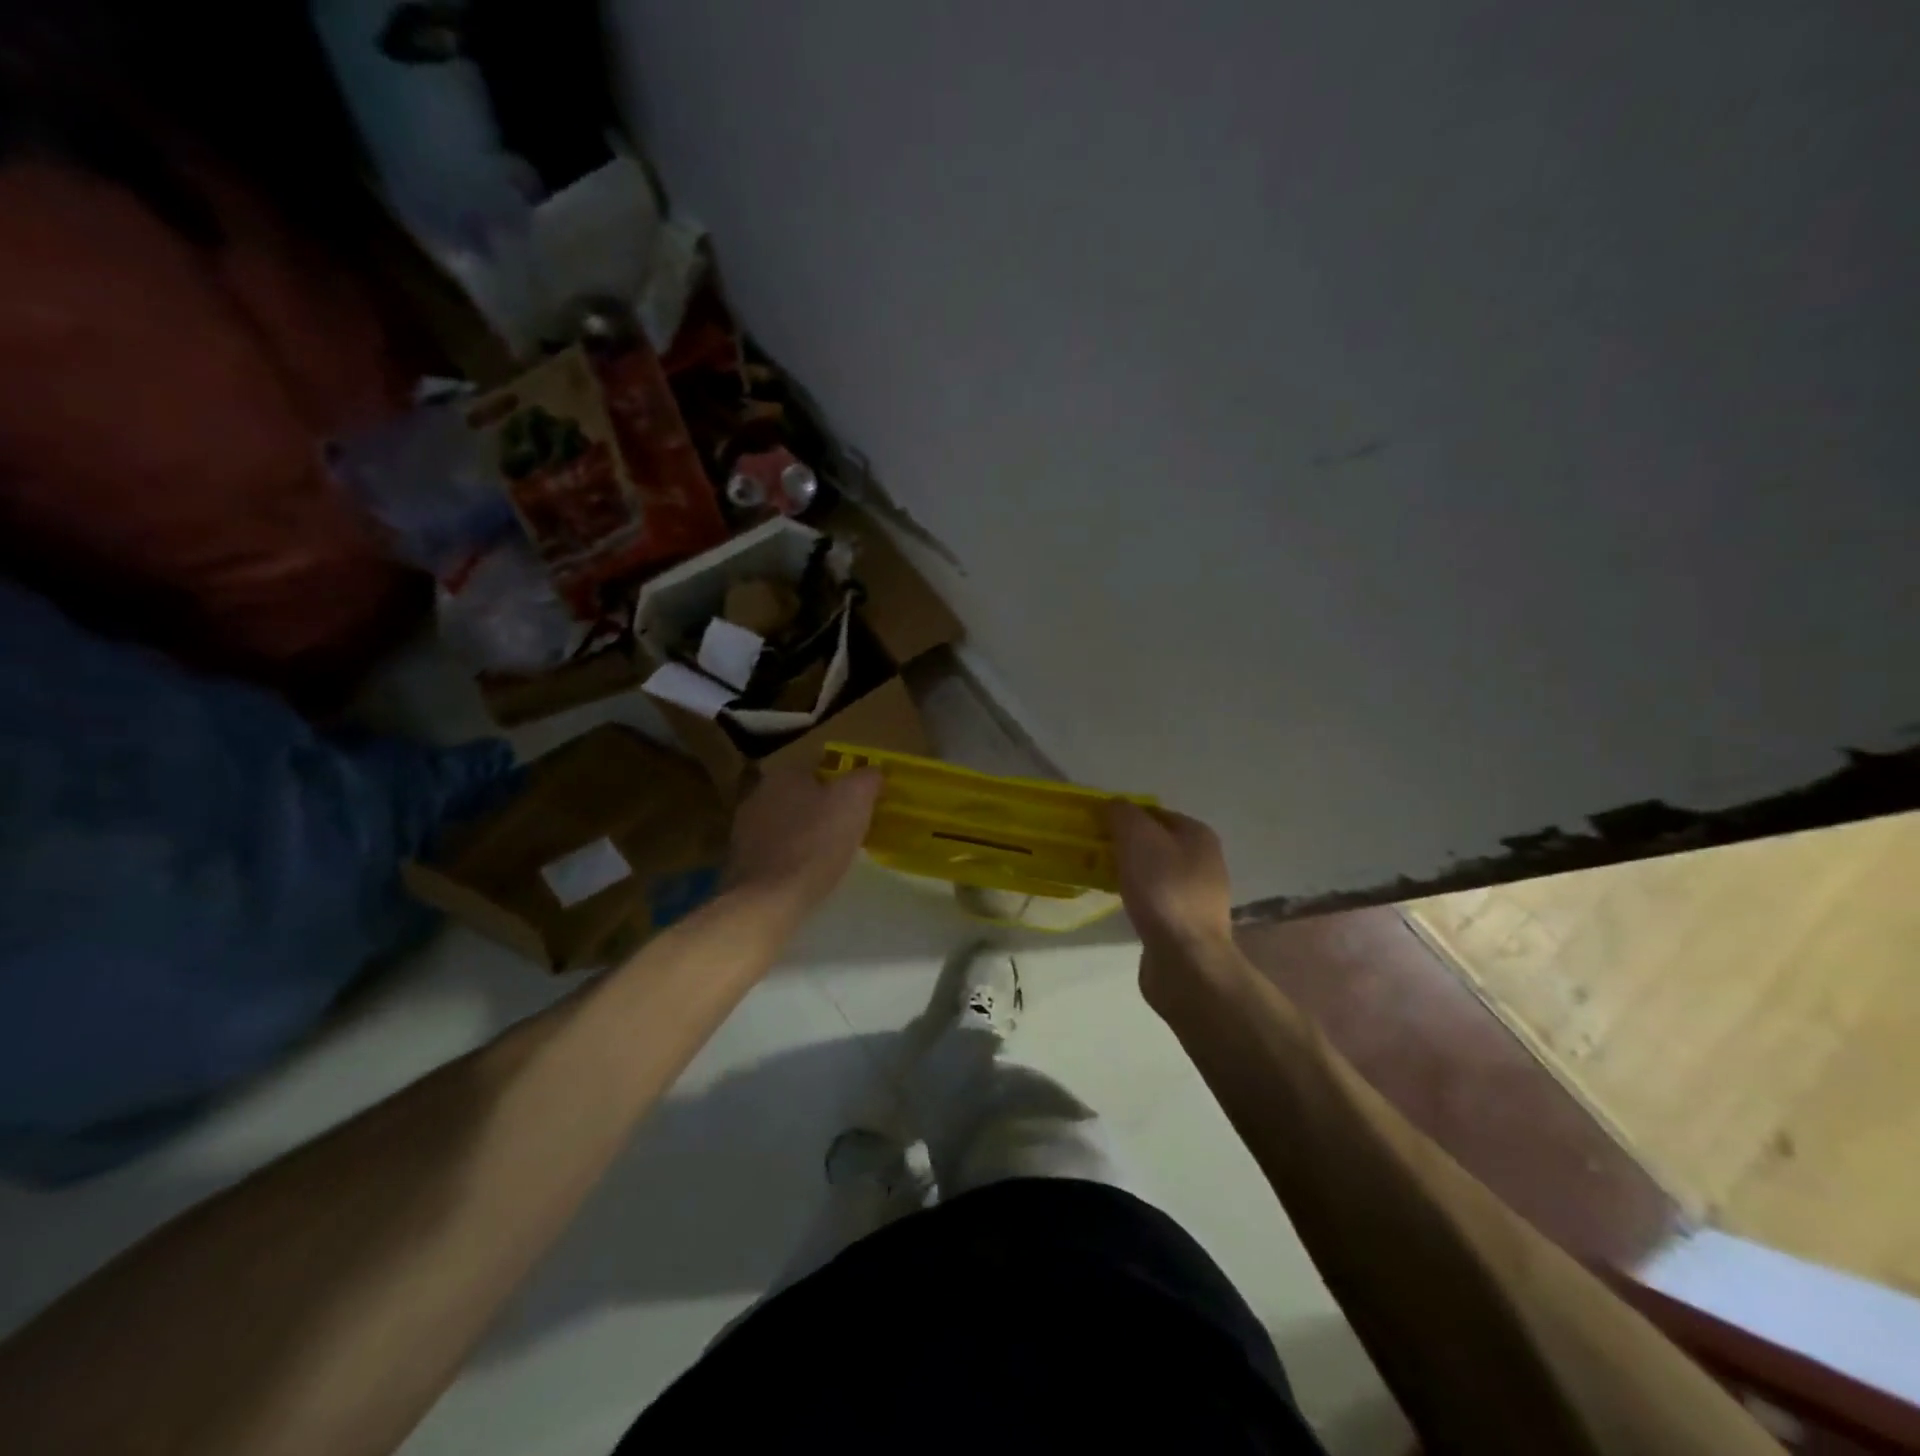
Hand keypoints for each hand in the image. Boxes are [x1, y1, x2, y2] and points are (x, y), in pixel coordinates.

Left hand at [723, 766, 881, 914]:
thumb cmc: (815, 843)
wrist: (767, 900)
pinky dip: (789, 857)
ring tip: (828, 854)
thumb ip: (866, 779)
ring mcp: (743, 829)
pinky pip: (773, 851)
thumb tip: (873, 773)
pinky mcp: (739, 861)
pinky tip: (804, 874)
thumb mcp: (854, 802)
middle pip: (800, 794)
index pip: (820, 766)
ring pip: (784, 822)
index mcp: (784, 773)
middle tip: (847, 827)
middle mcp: (758, 794)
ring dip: (804, 833)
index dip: (843, 781)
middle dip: (821, 807)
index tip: (861, 802)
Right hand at [1107, 802, 1235, 1002]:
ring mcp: (1199, 894)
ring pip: (1155, 872)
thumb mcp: (1137, 838)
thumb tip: (1115, 805)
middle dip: (1126, 845)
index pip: (1155, 812)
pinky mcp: (1187, 923)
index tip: (1097, 827)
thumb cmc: (1163, 890)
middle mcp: (1205, 860)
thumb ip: (1124, 814)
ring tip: (1102, 878)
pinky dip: (1138, 898)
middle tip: (1095, 852)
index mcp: (1199, 834)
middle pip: (1156, 842)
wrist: (1185, 960)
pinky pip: (1156, 899)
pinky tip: (1121, 905)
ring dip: (1130, 872)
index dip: (1125, 815)